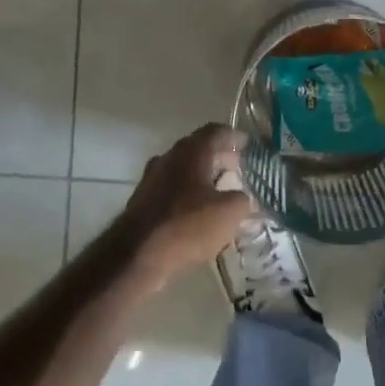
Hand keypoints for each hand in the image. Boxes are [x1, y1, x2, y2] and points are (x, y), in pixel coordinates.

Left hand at [121, 123, 254, 283]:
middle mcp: (169, 157)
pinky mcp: (143, 200)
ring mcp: (152, 178)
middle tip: (237, 170)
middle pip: (199, 149)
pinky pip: (172, 188)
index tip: (247, 144)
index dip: (234, 137)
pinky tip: (198, 212)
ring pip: (184, 169)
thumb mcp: (230, 212)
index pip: (216, 131)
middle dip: (220, 158)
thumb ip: (243, 200)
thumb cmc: (188, 224)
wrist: (137, 253)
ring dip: (203, 177)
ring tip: (220, 193)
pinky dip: (188, 193)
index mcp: (192, 151)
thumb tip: (243, 198)